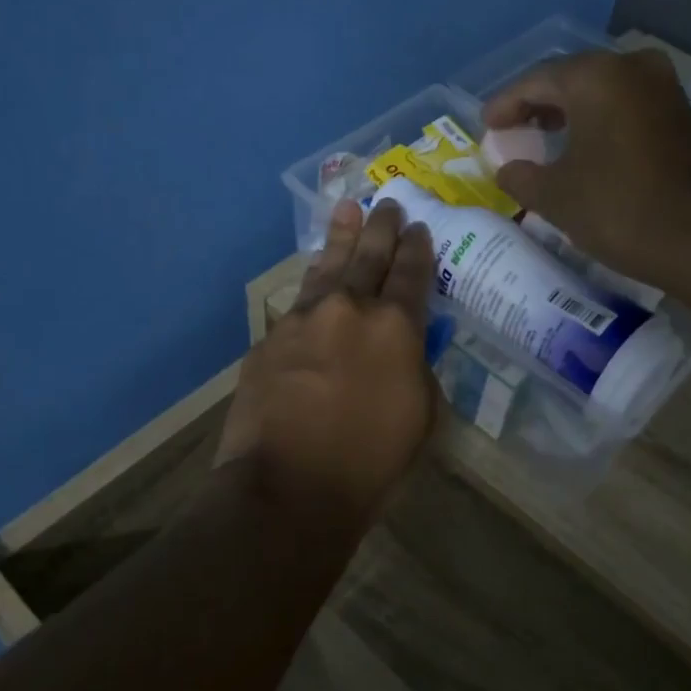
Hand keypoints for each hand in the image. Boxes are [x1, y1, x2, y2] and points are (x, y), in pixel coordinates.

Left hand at [215, 199, 438, 535]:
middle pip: (369, 257)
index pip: (412, 275)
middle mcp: (350, 310)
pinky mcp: (270, 339)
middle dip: (381, 228)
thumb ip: (417, 372)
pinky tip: (314, 278)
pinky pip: (297, 302)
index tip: (418, 228)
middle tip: (387, 203)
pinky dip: (312, 285)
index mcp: (396, 328)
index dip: (417, 249)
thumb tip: (406, 351)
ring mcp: (304, 320)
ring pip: (327, 267)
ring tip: (346, 209)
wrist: (287, 487)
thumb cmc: (369, 463)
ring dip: (340, 237)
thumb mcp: (420, 419)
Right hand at [483, 48, 690, 283]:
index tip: (487, 126)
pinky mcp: (684, 116)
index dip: (506, 104)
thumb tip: (507, 169)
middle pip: (572, 80)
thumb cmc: (618, 209)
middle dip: (539, 105)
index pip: (536, 81)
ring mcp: (665, 89)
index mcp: (596, 77)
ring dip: (571, 113)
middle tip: (513, 130)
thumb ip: (521, 177)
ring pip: (604, 93)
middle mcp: (633, 69)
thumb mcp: (555, 197)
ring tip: (545, 139)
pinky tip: (587, 150)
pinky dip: (602, 123)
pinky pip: (628, 109)